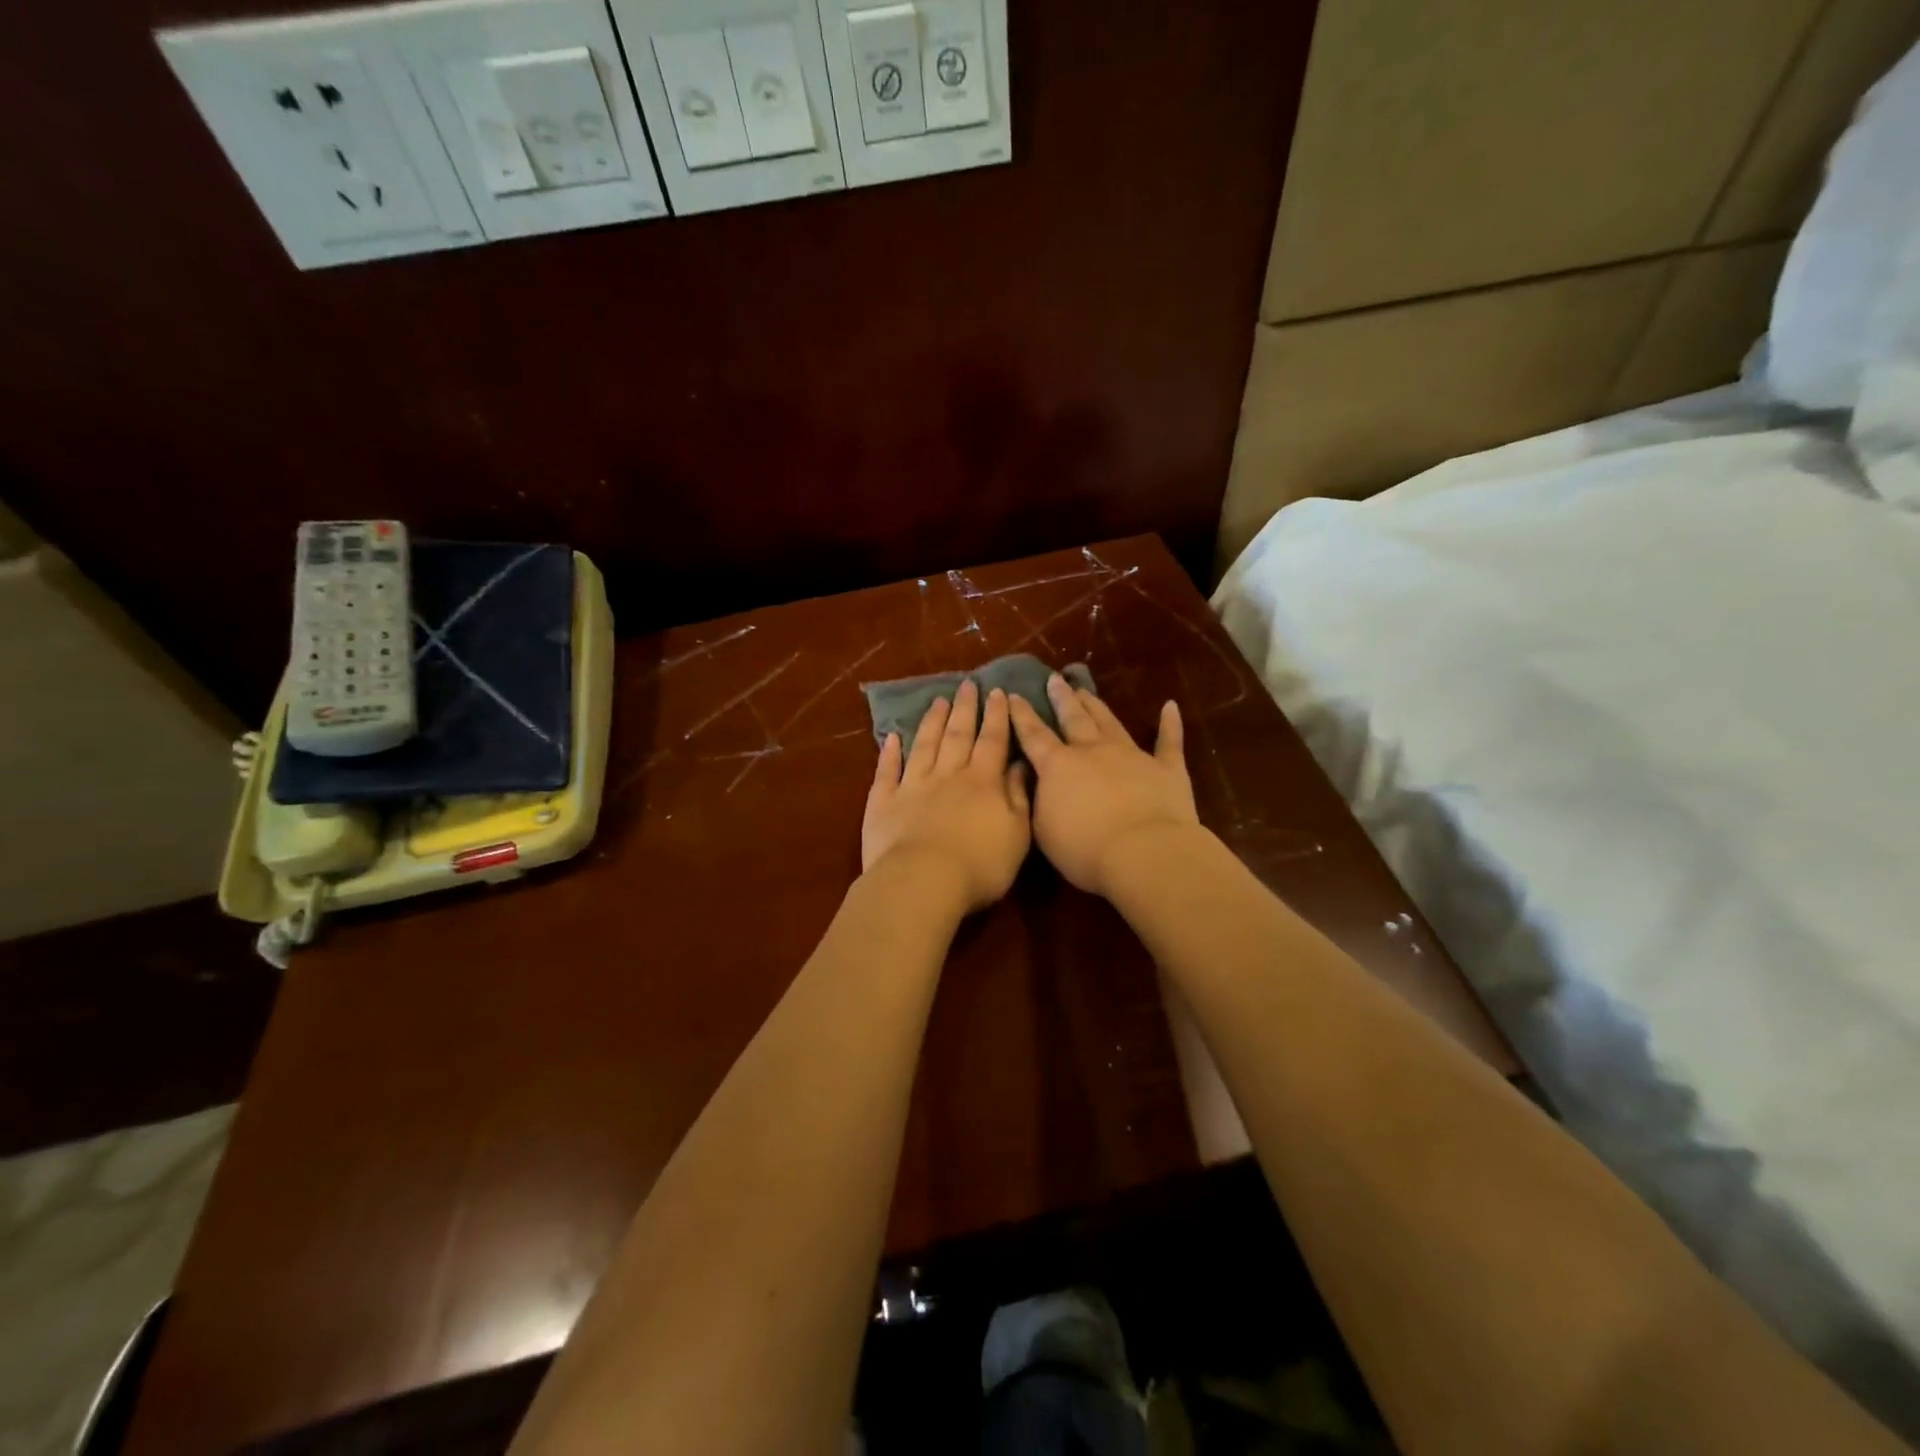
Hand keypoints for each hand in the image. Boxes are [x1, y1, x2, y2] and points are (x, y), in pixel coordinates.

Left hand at [863, 681, 1032, 913]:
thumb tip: (1020, 765)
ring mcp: (912, 786)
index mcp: (982, 782)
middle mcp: (948, 775)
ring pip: (924, 745)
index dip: (996, 716)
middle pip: (957, 735)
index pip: (992, 741)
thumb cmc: (980, 865)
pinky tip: (891, 737)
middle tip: (967, 685)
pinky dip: (888, 753)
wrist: (923, 881)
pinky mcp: (883, 802)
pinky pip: (887, 771)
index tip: (998, 692)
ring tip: (938, 700)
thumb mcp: (1017, 835)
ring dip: (931, 721)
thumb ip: (1018, 797)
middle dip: (964, 708)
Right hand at [1007, 676, 1199, 896]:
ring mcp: (1132, 755)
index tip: (1014, 694)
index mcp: (1058, 766)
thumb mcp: (1044, 830)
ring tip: (1085, 690)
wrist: (1144, 852)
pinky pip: (1168, 742)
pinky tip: (1170, 707)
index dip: (1022, 715)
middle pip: (1074, 718)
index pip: (1034, 735)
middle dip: (1062, 698)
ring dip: (1097, 706)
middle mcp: (1093, 751)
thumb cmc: (1085, 848)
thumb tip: (1039, 784)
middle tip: (1055, 679)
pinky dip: (1170, 724)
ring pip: (1110, 722)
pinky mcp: (1167, 769)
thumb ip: (1039, 802)